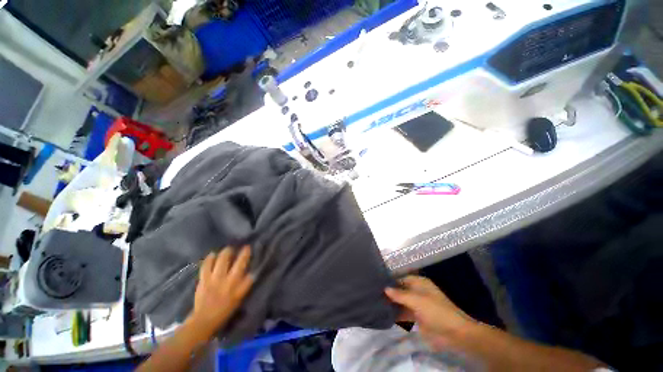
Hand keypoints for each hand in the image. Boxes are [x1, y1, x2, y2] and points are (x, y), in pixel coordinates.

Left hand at [190, 246, 253, 335]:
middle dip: (239, 252)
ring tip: (227, 249)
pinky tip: (212, 254)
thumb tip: (253, 272)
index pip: (245, 266)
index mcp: (237, 284)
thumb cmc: (225, 309)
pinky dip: (209, 259)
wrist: (204, 319)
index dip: (247, 255)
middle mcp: (227, 279)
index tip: (248, 248)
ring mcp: (214, 278)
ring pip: (221, 260)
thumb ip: (246, 284)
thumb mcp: (239, 298)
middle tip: (239, 247)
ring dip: (225, 252)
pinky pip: (206, 266)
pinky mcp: (203, 280)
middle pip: (236, 261)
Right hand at [385, 276, 476, 350]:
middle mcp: (417, 292)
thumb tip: (385, 288)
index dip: (391, 280)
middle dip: (390, 292)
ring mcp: (417, 305)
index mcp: (419, 283)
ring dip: (392, 303)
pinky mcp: (417, 317)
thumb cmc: (436, 311)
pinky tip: (385, 314)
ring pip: (402, 302)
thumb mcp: (417, 300)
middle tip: (374, 293)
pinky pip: (404, 313)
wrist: (455, 334)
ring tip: (376, 302)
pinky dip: (396, 314)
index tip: (377, 282)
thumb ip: (400, 294)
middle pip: (401, 290)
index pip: (401, 278)